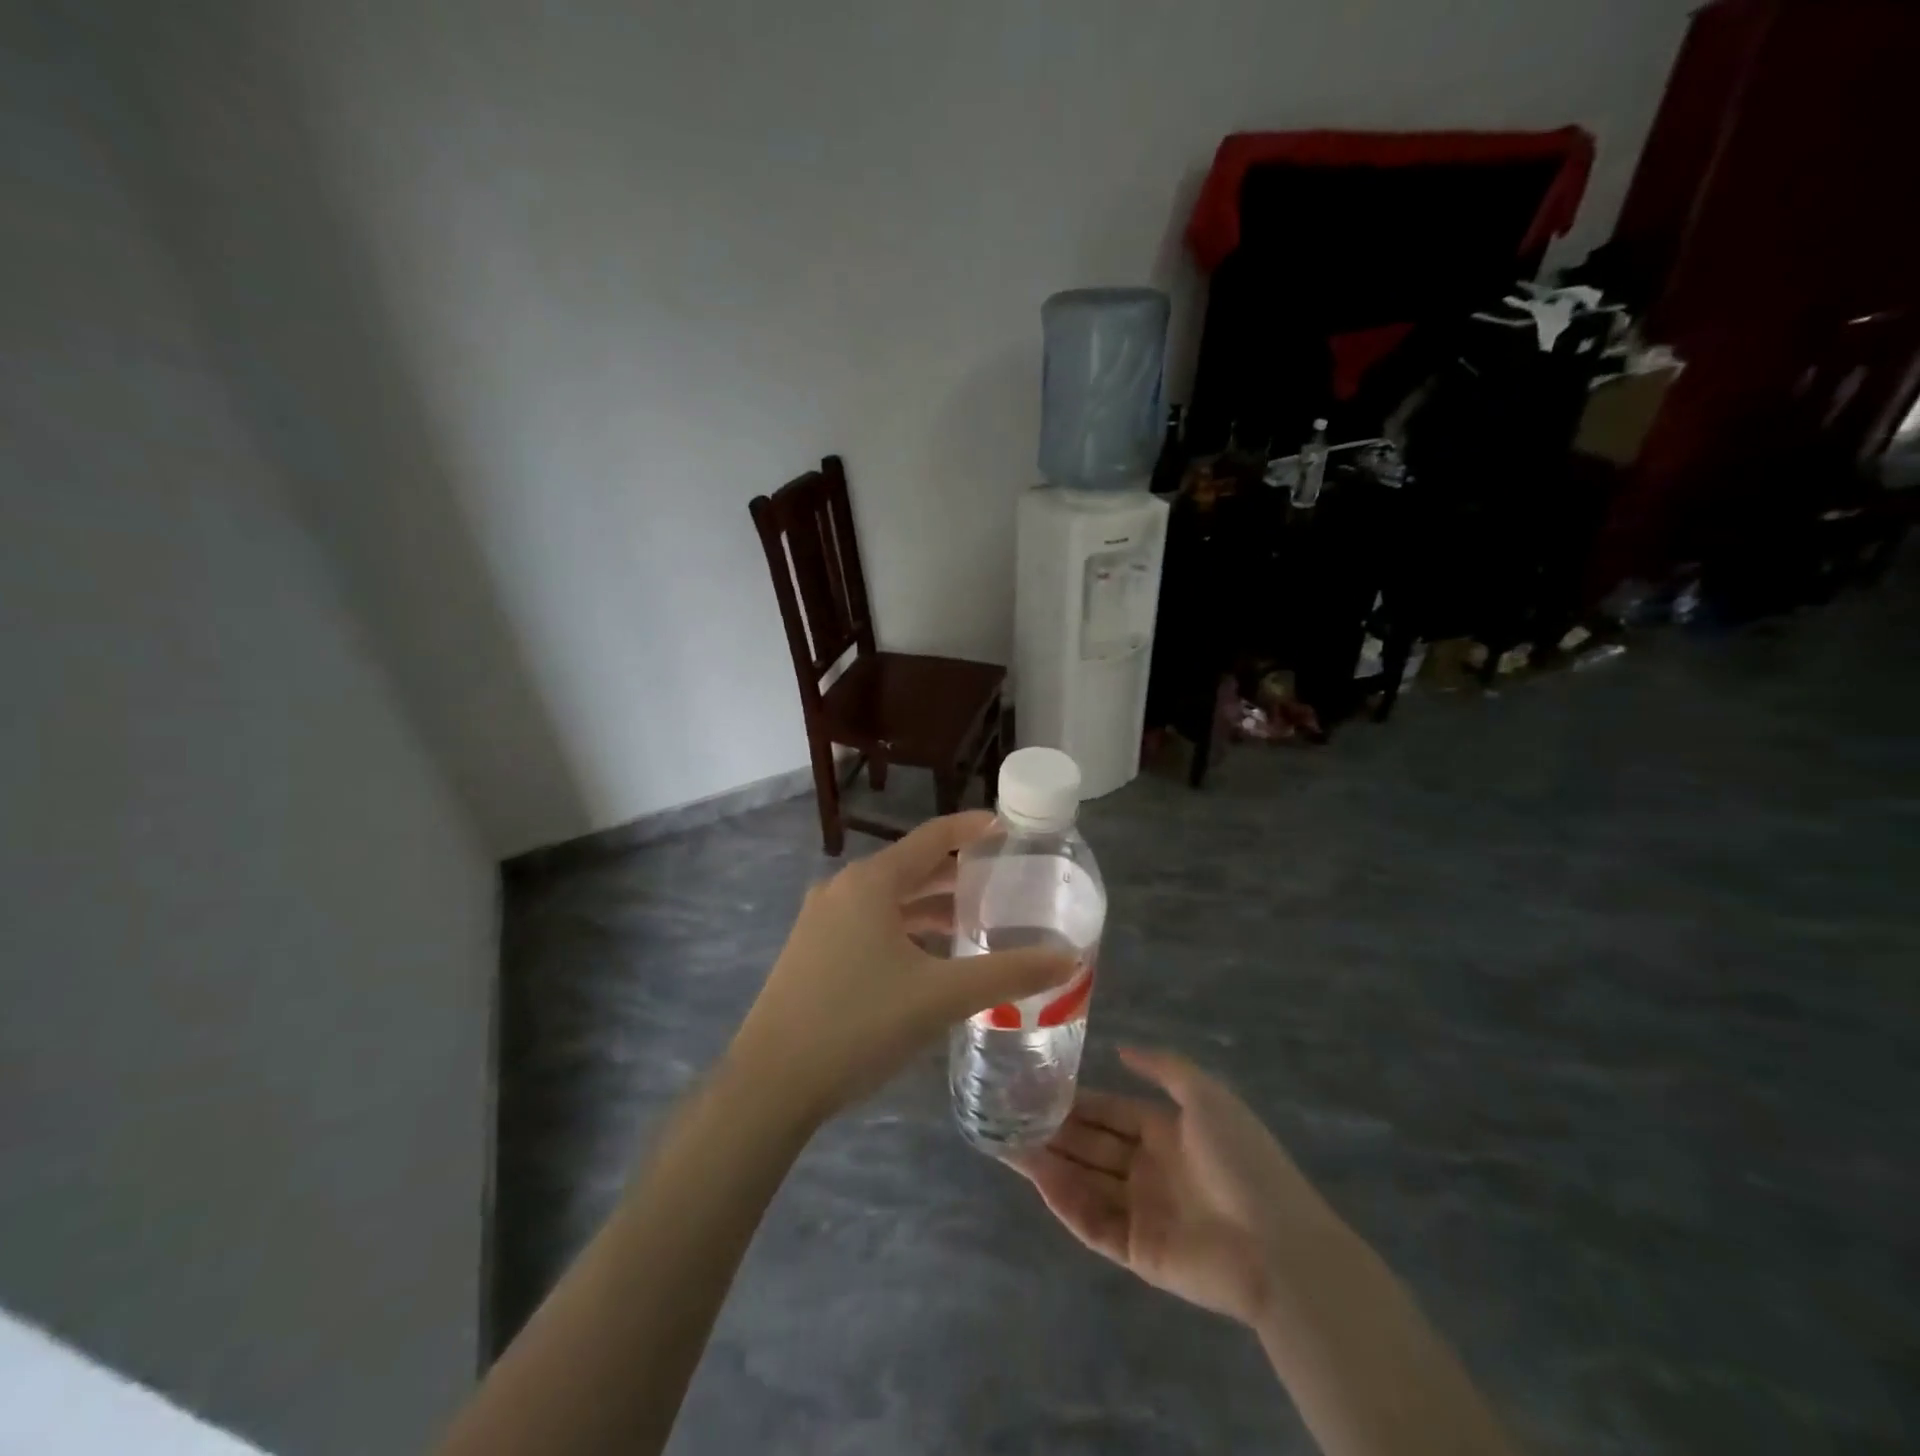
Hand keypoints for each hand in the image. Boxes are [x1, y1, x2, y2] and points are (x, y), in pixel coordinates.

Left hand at [728, 812, 1076, 1124]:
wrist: (770, 1084)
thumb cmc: (859, 1024)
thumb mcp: (941, 996)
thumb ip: (1007, 974)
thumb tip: (1067, 959)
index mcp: (871, 882)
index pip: (933, 837)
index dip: (973, 828)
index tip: (1010, 829)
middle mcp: (842, 889)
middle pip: (911, 868)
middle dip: (957, 874)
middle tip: (1004, 884)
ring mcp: (821, 921)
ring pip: (889, 901)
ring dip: (930, 907)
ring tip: (974, 923)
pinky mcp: (811, 952)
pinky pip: (870, 925)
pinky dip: (905, 930)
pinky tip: (928, 960)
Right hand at [1011, 1047, 1346, 1326]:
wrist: (1278, 1246)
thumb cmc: (1241, 1160)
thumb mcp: (1207, 1096)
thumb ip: (1163, 1068)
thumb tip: (1121, 1049)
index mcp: (1164, 1131)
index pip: (1108, 1112)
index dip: (1075, 1101)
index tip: (1035, 1087)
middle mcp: (1148, 1169)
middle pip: (1090, 1146)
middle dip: (1052, 1131)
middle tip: (1006, 1115)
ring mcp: (1141, 1211)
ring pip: (1084, 1181)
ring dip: (1048, 1164)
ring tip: (1006, 1144)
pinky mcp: (1137, 1251)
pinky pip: (1093, 1222)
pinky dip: (1065, 1201)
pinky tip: (1037, 1178)